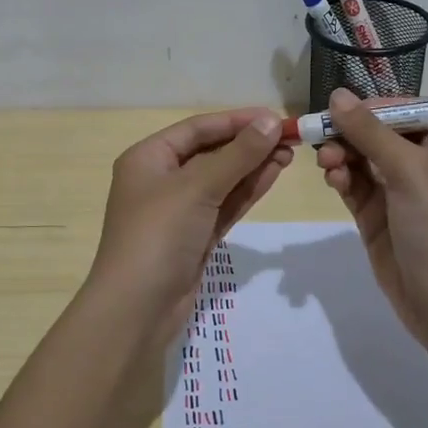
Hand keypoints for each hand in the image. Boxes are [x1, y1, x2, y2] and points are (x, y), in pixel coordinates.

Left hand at [86, 108, 292, 330]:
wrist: (137, 309)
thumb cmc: (158, 235)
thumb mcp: (197, 187)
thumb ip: (237, 155)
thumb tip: (271, 121)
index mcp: (148, 158)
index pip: (198, 129)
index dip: (237, 121)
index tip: (275, 117)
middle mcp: (161, 179)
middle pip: (211, 152)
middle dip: (249, 145)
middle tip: (290, 139)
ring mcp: (179, 210)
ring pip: (221, 180)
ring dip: (253, 167)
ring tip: (289, 155)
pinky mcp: (195, 236)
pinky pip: (224, 204)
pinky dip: (247, 191)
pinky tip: (272, 176)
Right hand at [314, 89, 427, 345]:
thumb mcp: (408, 171)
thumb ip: (370, 132)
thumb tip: (337, 95)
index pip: (406, 109)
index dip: (373, 106)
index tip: (341, 109)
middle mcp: (421, 163)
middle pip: (377, 131)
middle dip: (349, 132)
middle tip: (322, 139)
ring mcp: (397, 191)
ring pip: (360, 157)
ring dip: (340, 155)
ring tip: (327, 165)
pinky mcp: (376, 215)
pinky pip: (353, 185)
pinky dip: (341, 178)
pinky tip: (333, 181)